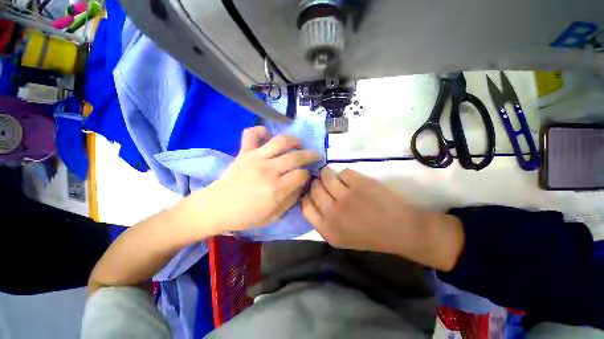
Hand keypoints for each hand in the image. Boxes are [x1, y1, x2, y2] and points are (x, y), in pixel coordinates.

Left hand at [197, 127, 320, 232]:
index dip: (308, 174)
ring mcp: (255, 158)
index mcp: (276, 189)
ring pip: (280, 141)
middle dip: (310, 155)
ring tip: (299, 144)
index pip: (301, 175)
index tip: (308, 175)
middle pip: (296, 156)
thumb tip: (303, 184)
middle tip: (315, 155)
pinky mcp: (244, 152)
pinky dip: (261, 131)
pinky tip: (268, 135)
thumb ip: (291, 199)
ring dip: (294, 140)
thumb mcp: (273, 215)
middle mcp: (268, 170)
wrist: (217, 208)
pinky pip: (252, 134)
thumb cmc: (246, 216)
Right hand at [302, 167, 463, 270]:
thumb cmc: (369, 235)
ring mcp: (347, 197)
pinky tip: (354, 181)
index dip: (307, 195)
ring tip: (336, 177)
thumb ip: (322, 220)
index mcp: (327, 229)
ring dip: (329, 173)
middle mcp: (333, 213)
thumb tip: (310, 196)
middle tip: (326, 183)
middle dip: (318, 183)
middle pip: (315, 188)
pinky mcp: (361, 184)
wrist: (401, 231)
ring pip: (326, 175)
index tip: (313, 191)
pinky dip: (346, 174)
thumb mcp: (340, 237)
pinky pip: (344, 172)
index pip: (305, 205)